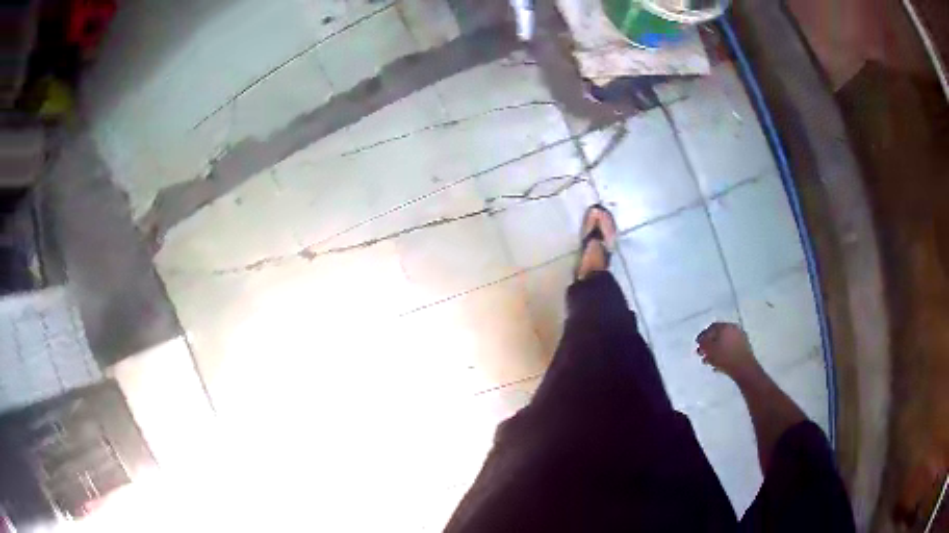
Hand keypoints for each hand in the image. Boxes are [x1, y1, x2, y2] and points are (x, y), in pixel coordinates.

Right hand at [695, 322, 757, 377]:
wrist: (744, 369)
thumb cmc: (725, 358)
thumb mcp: (709, 350)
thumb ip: (703, 343)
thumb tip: (701, 341)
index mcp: (726, 326)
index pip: (711, 327)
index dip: (703, 336)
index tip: (698, 344)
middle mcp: (734, 329)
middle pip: (719, 335)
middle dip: (709, 344)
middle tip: (702, 353)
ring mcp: (741, 338)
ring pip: (725, 342)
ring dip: (716, 350)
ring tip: (709, 361)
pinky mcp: (744, 348)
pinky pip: (730, 349)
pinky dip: (723, 354)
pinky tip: (718, 364)